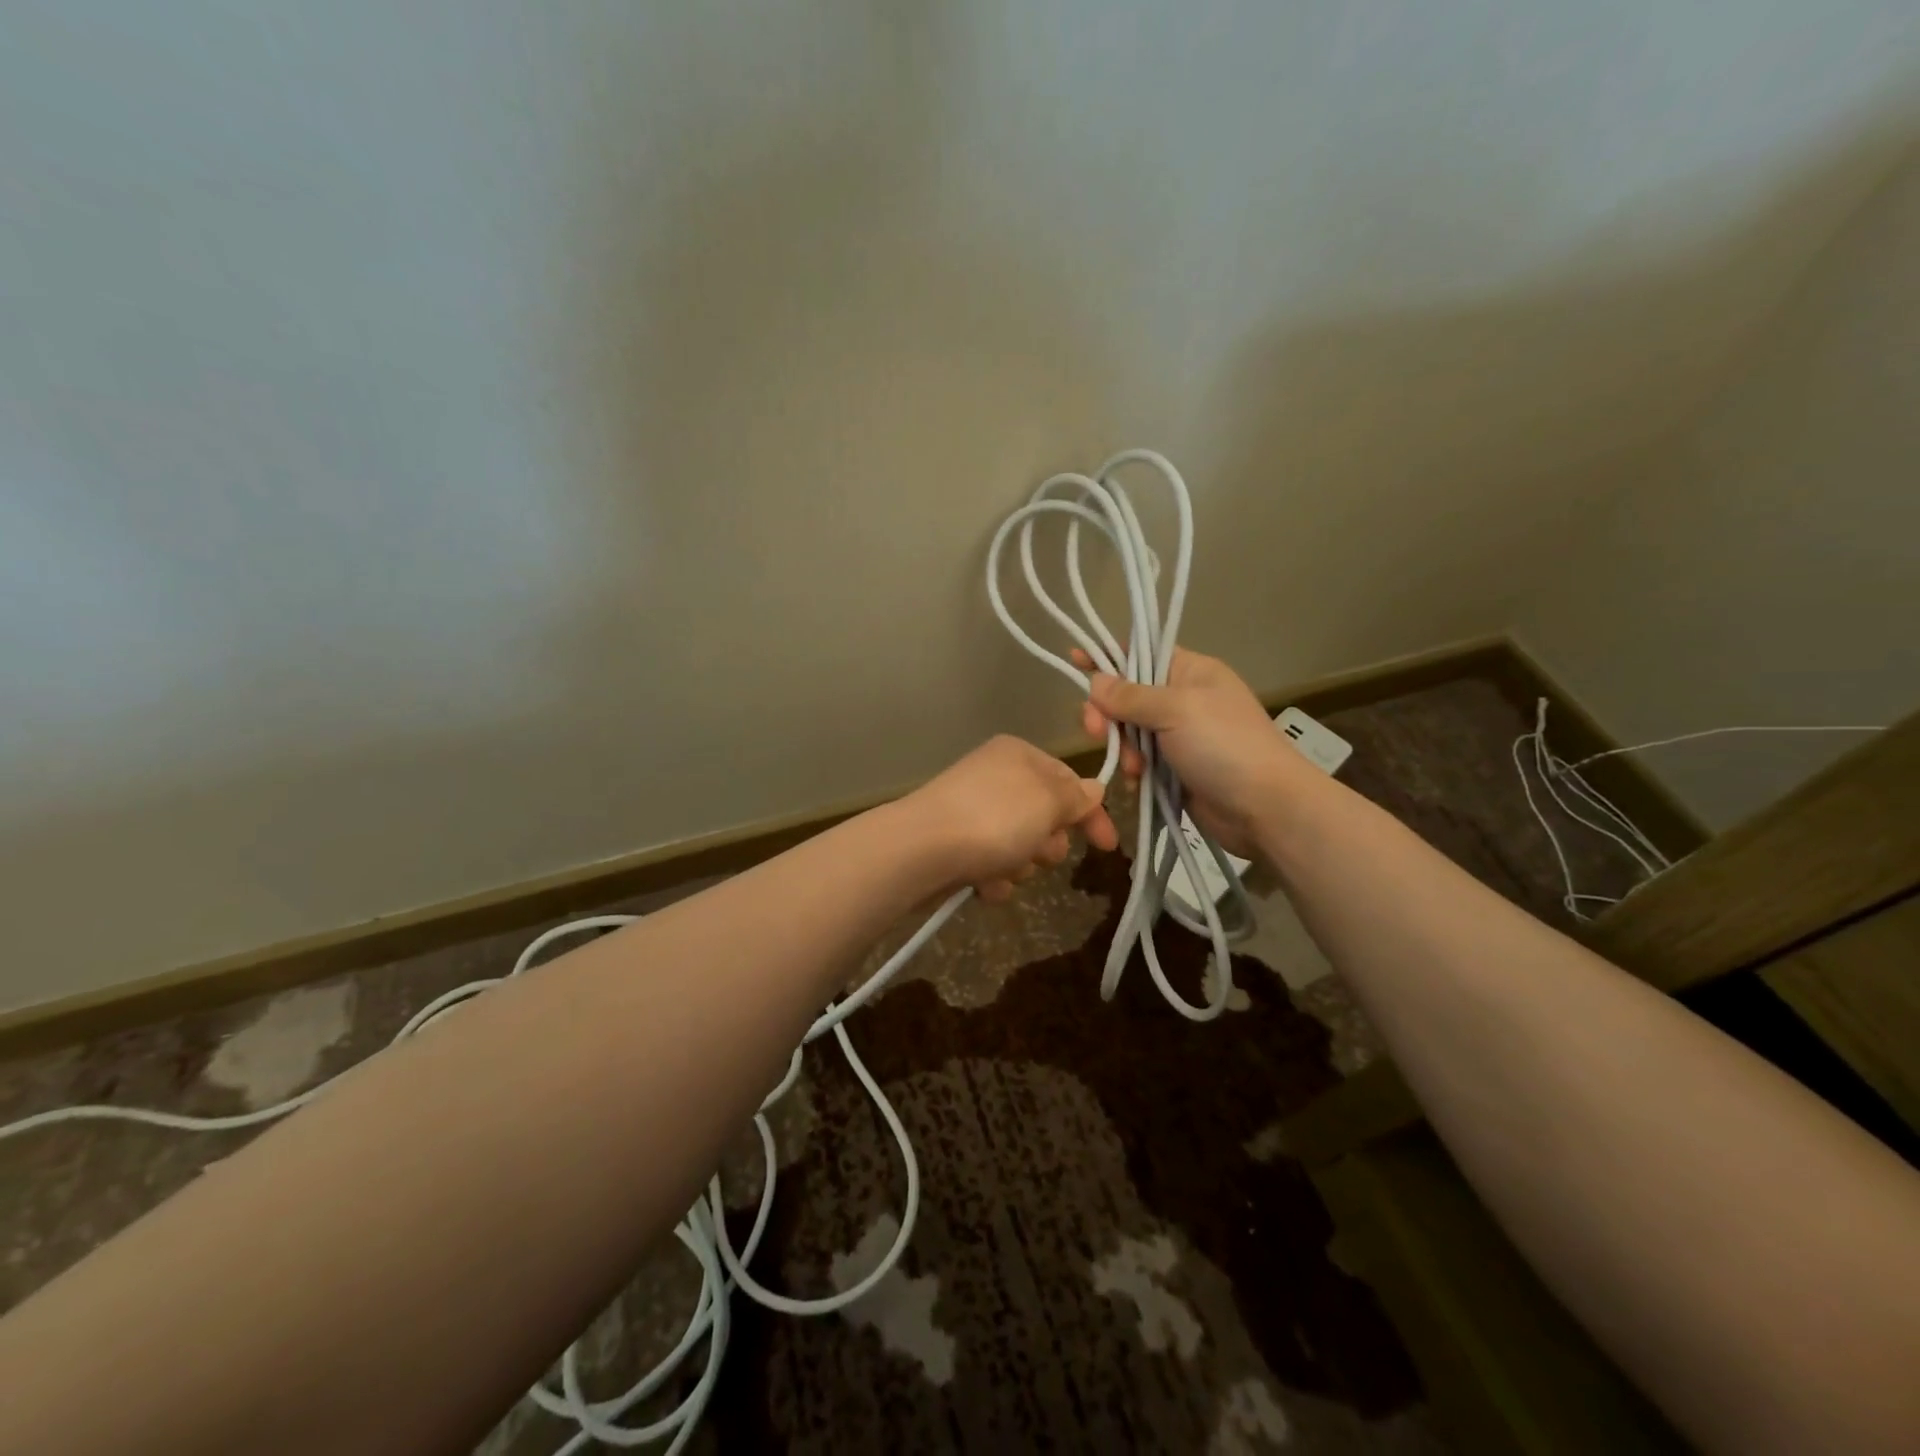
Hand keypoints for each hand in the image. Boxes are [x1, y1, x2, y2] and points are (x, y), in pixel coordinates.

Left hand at [903, 735, 1119, 900]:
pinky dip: (993, 876)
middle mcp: (995, 777)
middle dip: (1048, 843)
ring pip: (1020, 845)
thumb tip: (1093, 789)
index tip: (1107, 846)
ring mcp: (972, 811)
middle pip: (1044, 817)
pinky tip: (983, 883)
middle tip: (1038, 851)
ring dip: (1020, 864)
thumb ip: (1076, 797)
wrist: (921, 850)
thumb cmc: (995, 818)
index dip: (1091, 814)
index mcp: (1018, 755)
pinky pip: (991, 863)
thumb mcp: (1048, 801)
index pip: (1069, 781)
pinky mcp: (955, 844)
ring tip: (1003, 867)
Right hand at [1075, 646, 1301, 856]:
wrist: (1265, 807)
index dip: (1108, 656)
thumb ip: (1131, 696)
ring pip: (1130, 732)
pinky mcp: (1176, 769)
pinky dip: (1134, 771)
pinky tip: (1137, 782)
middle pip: (1128, 696)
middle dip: (1109, 714)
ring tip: (1134, 767)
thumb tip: (1095, 681)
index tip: (1075, 659)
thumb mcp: (1176, 710)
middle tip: (1095, 731)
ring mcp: (1180, 736)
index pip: (1142, 653)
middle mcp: (1184, 699)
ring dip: (1124, 748)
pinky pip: (1141, 761)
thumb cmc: (1224, 746)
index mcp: (1191, 672)